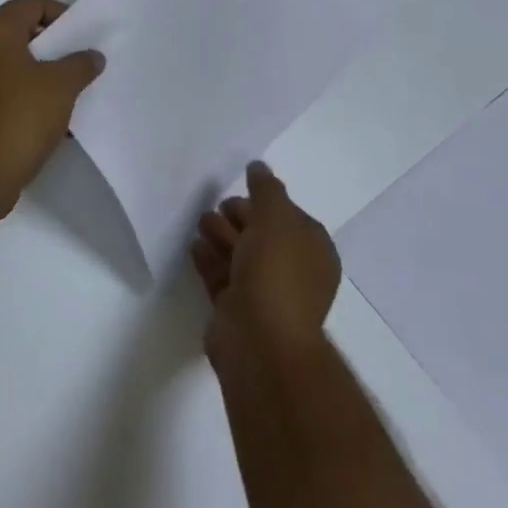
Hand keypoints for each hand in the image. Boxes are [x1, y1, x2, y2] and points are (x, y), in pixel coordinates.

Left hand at [0, 0, 104, 218]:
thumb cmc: (17, 118)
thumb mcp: (61, 87)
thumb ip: (80, 64)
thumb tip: (91, 55)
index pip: (32, 4)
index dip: (63, 15)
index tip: (85, 38)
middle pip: (22, 33)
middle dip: (56, 48)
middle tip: (84, 64)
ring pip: (15, 65)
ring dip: (45, 76)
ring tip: (75, 94)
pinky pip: (6, 91)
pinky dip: (29, 97)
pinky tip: (55, 120)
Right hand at [193, 162, 341, 363]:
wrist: (259, 340)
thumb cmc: (276, 274)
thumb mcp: (276, 218)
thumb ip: (266, 189)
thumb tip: (259, 167)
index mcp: (313, 251)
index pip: (289, 216)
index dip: (265, 202)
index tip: (242, 192)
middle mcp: (293, 271)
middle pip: (262, 234)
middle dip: (239, 218)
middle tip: (218, 209)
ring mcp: (264, 292)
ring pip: (239, 254)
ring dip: (220, 235)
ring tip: (201, 224)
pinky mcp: (236, 308)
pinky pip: (221, 276)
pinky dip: (208, 259)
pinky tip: (195, 246)